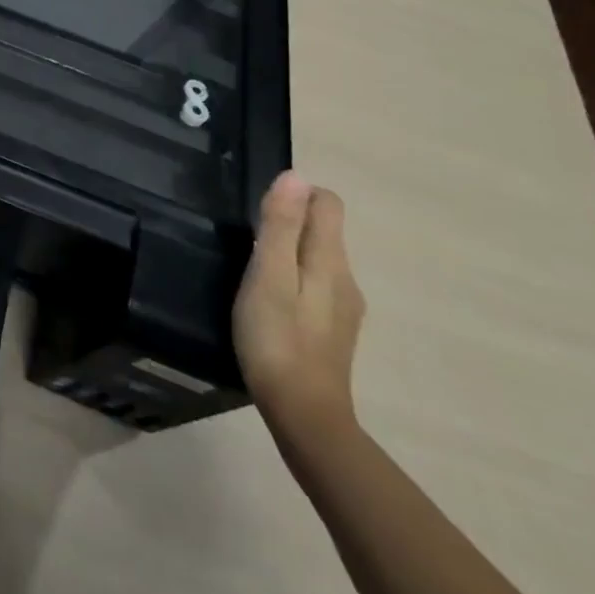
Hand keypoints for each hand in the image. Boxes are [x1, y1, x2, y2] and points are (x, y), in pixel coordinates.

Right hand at [233, 171, 365, 449]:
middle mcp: (346, 278)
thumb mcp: (269, 275)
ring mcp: (344, 308)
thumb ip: (282, 225)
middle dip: (289, 223)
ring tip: (253, 274)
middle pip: (323, 229)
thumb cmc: (277, 338)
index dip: (295, 195)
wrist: (305, 418)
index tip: (261, 213)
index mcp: (331, 260)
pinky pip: (315, 285)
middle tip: (248, 244)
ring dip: (289, 253)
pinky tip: (270, 304)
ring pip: (318, 258)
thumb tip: (295, 175)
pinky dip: (293, 280)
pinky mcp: (333, 330)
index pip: (327, 202)